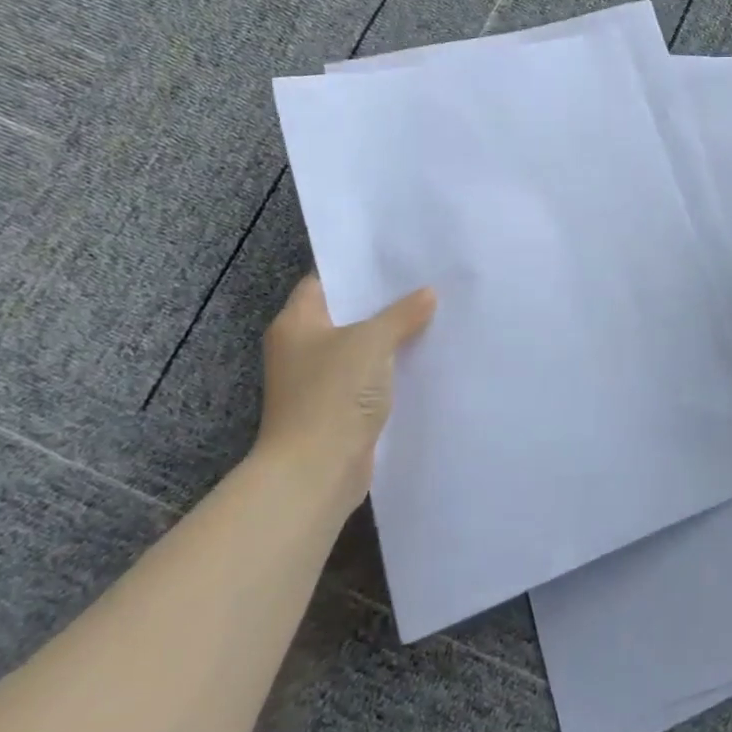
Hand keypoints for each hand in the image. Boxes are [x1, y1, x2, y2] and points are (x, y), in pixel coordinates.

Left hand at [258, 274, 436, 513]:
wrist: (315, 472)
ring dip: (392, 336)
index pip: (325, 281)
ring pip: (362, 346)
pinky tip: (424, 356)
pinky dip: (392, 367)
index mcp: (297, 323)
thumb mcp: (372, 342)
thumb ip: (402, 314)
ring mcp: (318, 380)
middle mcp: (302, 347)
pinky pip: (369, 376)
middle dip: (384, 302)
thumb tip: (427, 294)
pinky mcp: (337, 407)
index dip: (358, 268)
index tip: (396, 258)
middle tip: (425, 281)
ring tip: (434, 313)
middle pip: (347, 314)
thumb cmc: (333, 394)